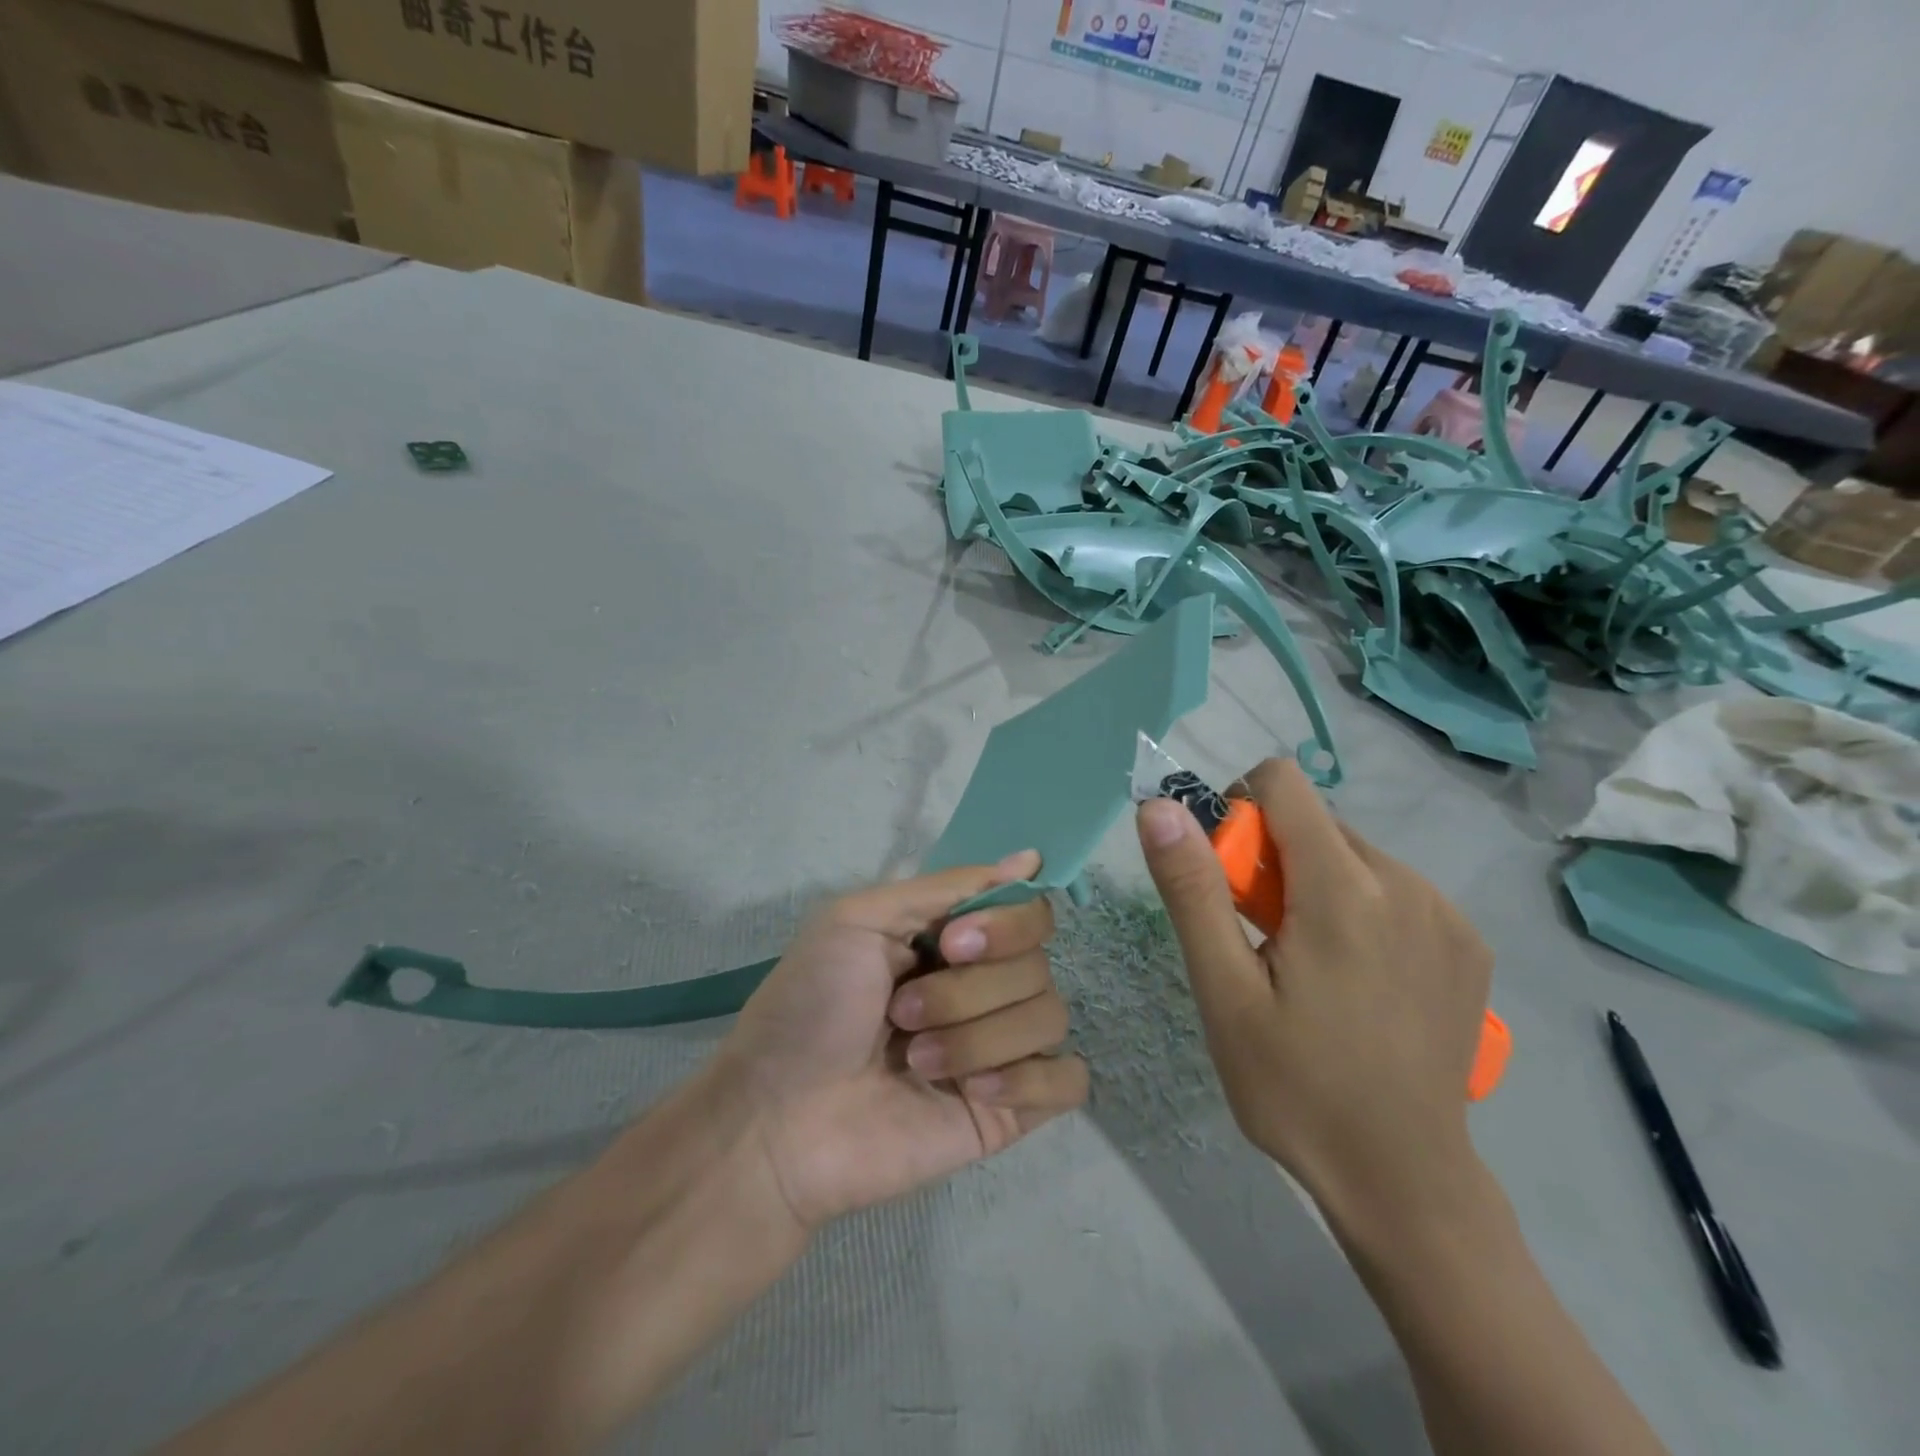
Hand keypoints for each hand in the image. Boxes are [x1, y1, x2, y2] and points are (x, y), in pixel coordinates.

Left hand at [717, 851, 1087, 1230]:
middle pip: (1038, 966)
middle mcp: (984, 986)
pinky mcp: (1009, 1109)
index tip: (952, 944)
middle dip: (968, 991)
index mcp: (954, 940)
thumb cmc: (809, 1007)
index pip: (1030, 912)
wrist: (776, 1121)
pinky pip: (1068, 1081)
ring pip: (1050, 1018)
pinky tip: (974, 1093)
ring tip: (917, 1061)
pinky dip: (1029, 1079)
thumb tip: (1030, 859)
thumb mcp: (859, 919)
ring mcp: (1000, 1048)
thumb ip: (947, 887)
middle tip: (902, 1014)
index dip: (1005, 925)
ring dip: (979, 1038)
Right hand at [1136, 760, 1492, 1231]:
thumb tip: (1160, 809)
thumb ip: (1193, 890)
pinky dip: (1358, 908)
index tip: (1226, 875)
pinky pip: (1393, 889)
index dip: (1238, 809)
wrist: (1405, 1181)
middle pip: (1316, 822)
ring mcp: (1447, 915)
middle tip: (1259, 937)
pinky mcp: (1468, 944)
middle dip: (1273, 858)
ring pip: (1354, 854)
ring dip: (1315, 884)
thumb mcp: (1224, 992)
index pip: (1282, 783)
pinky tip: (1354, 979)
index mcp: (1345, 890)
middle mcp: (1407, 884)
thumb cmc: (1296, 1087)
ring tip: (1305, 965)